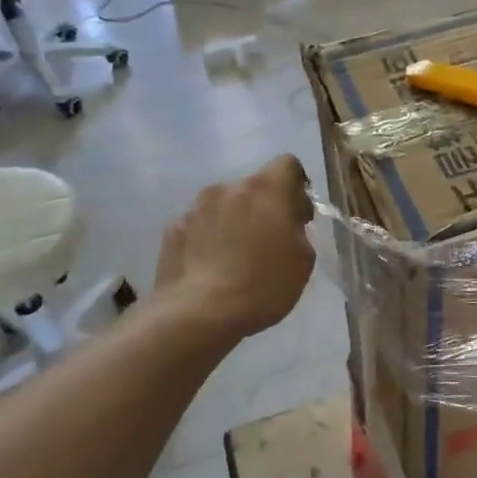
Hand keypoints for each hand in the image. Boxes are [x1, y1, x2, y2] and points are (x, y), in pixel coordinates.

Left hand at [154, 156, 315, 339]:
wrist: (200, 313)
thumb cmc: (263, 285)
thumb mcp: (303, 260)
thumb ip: (298, 230)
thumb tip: (286, 222)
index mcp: (266, 189)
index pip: (288, 164)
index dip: (296, 186)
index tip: (297, 214)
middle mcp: (229, 187)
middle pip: (254, 187)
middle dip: (263, 207)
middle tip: (268, 242)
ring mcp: (196, 206)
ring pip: (224, 205)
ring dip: (234, 221)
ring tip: (235, 257)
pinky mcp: (173, 227)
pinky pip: (200, 224)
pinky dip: (209, 237)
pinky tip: (211, 267)